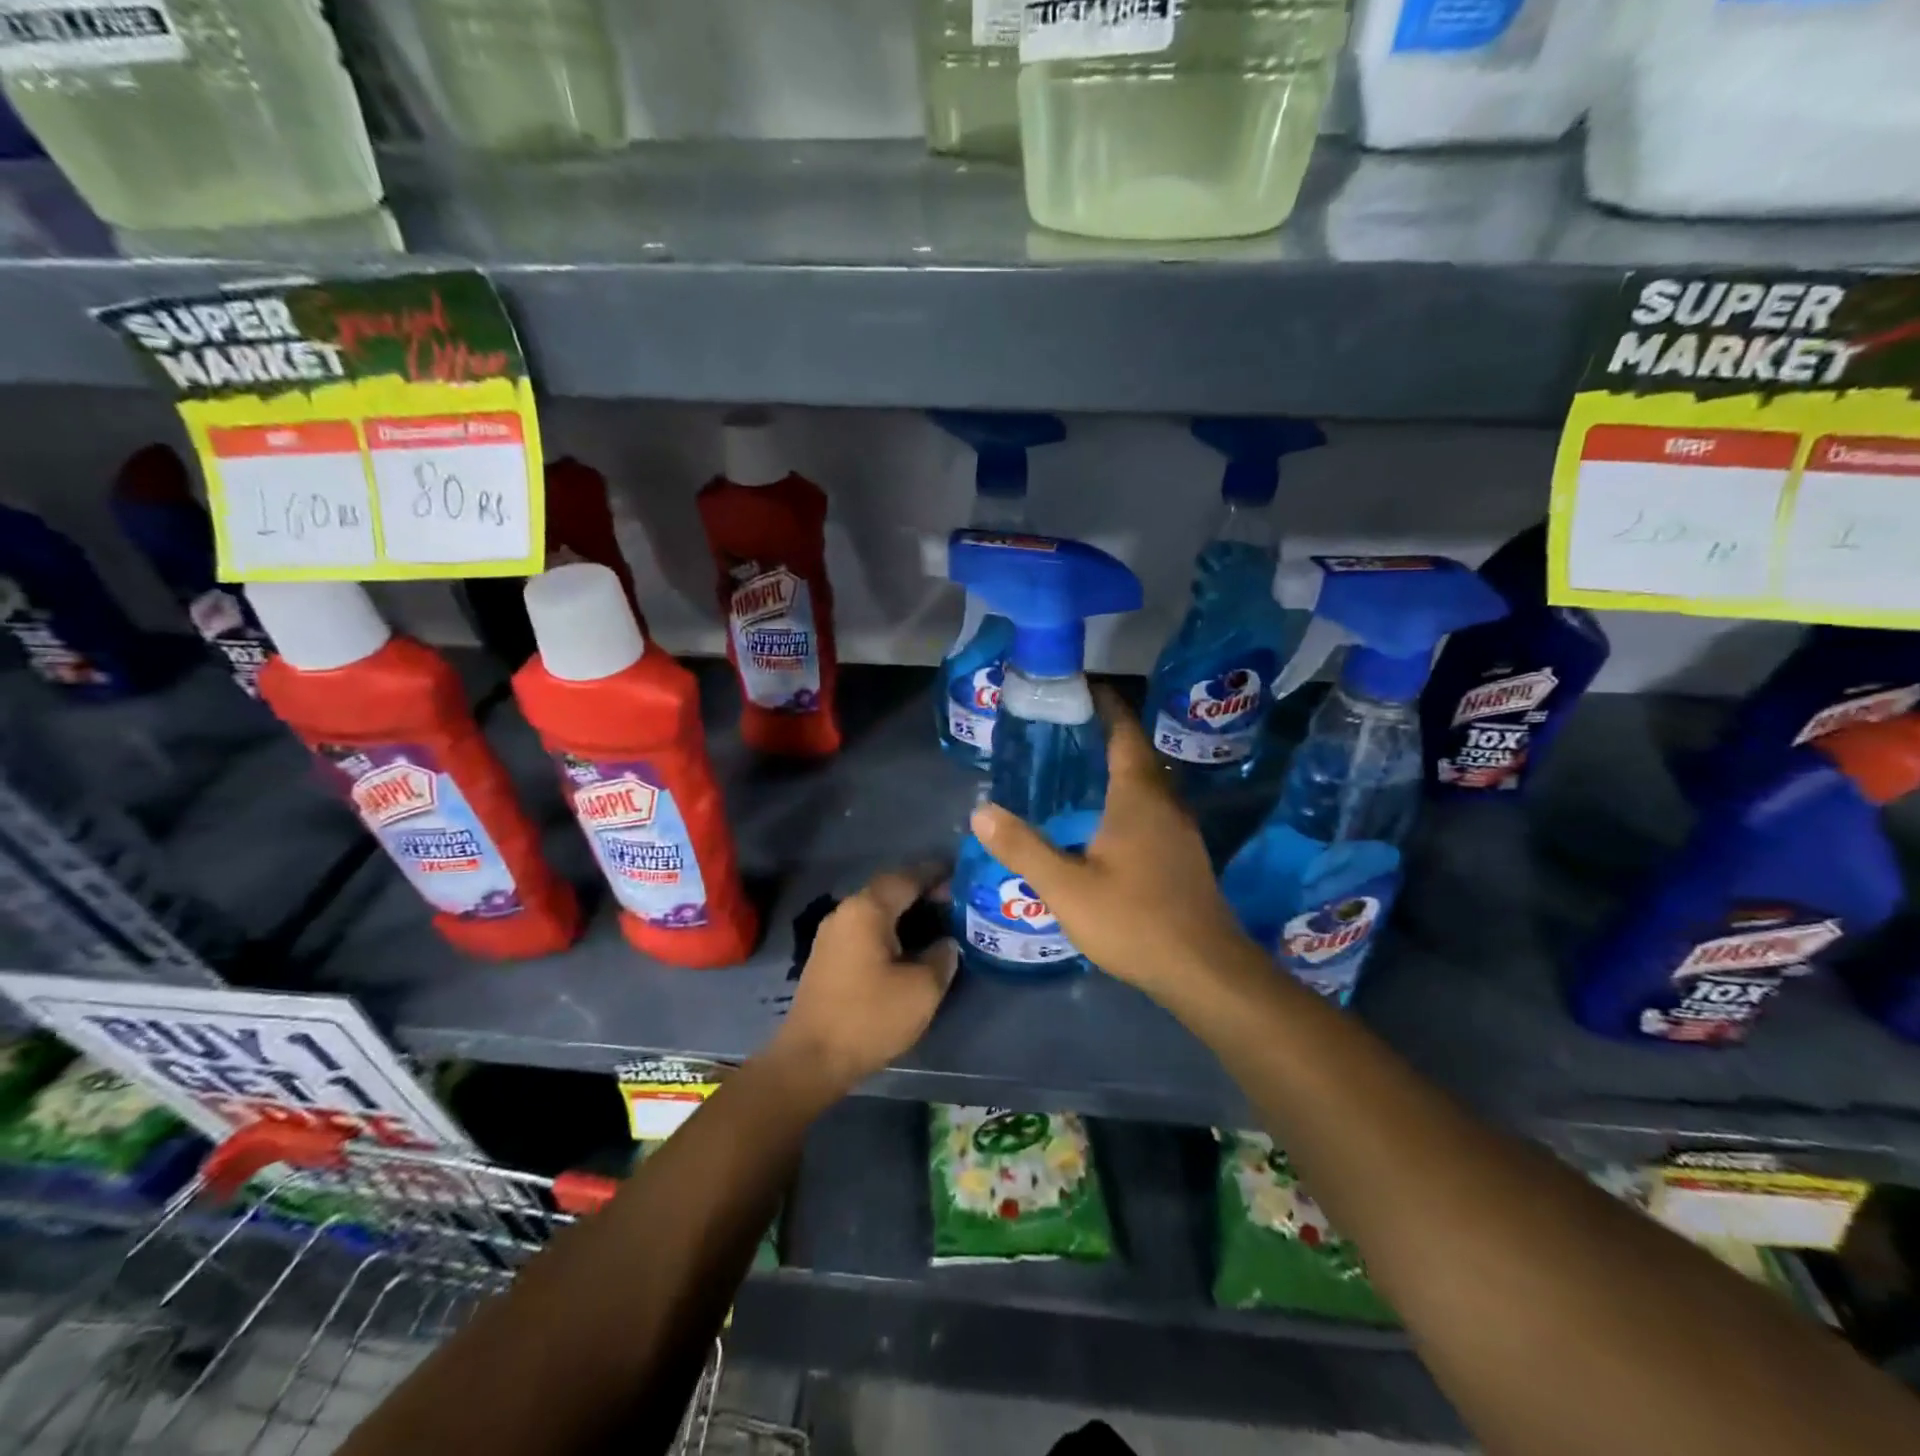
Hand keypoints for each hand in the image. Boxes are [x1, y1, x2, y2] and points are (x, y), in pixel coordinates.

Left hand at [771, 866, 957, 1094]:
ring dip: (904, 911)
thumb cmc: (869, 1018)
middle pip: (889, 889)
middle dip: (921, 891)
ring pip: (876, 910)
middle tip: (953, 901)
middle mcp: (846, 912)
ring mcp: (832, 934)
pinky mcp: (828, 957)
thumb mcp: (922, 990)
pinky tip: (908, 945)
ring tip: (936, 921)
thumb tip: (946, 943)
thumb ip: (941, 957)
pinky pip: (865, 929)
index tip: (961, 875)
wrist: (811, 1059)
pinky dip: (889, 928)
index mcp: (867, 909)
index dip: (936, 874)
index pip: (907, 877)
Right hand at [969, 688, 1251, 1003]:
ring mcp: (1180, 829)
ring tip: (1072, 771)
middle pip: (1135, 752)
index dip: (1104, 704)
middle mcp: (1165, 802)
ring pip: (1145, 782)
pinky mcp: (1183, 854)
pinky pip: (1150, 808)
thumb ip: (1023, 848)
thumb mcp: (1067, 887)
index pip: (1124, 731)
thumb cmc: (1134, 920)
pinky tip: (1099, 820)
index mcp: (1139, 795)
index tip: (1076, 689)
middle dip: (1102, 734)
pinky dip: (1124, 797)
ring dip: (1114, 767)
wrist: (1204, 972)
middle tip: (1058, 732)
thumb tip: (981, 811)